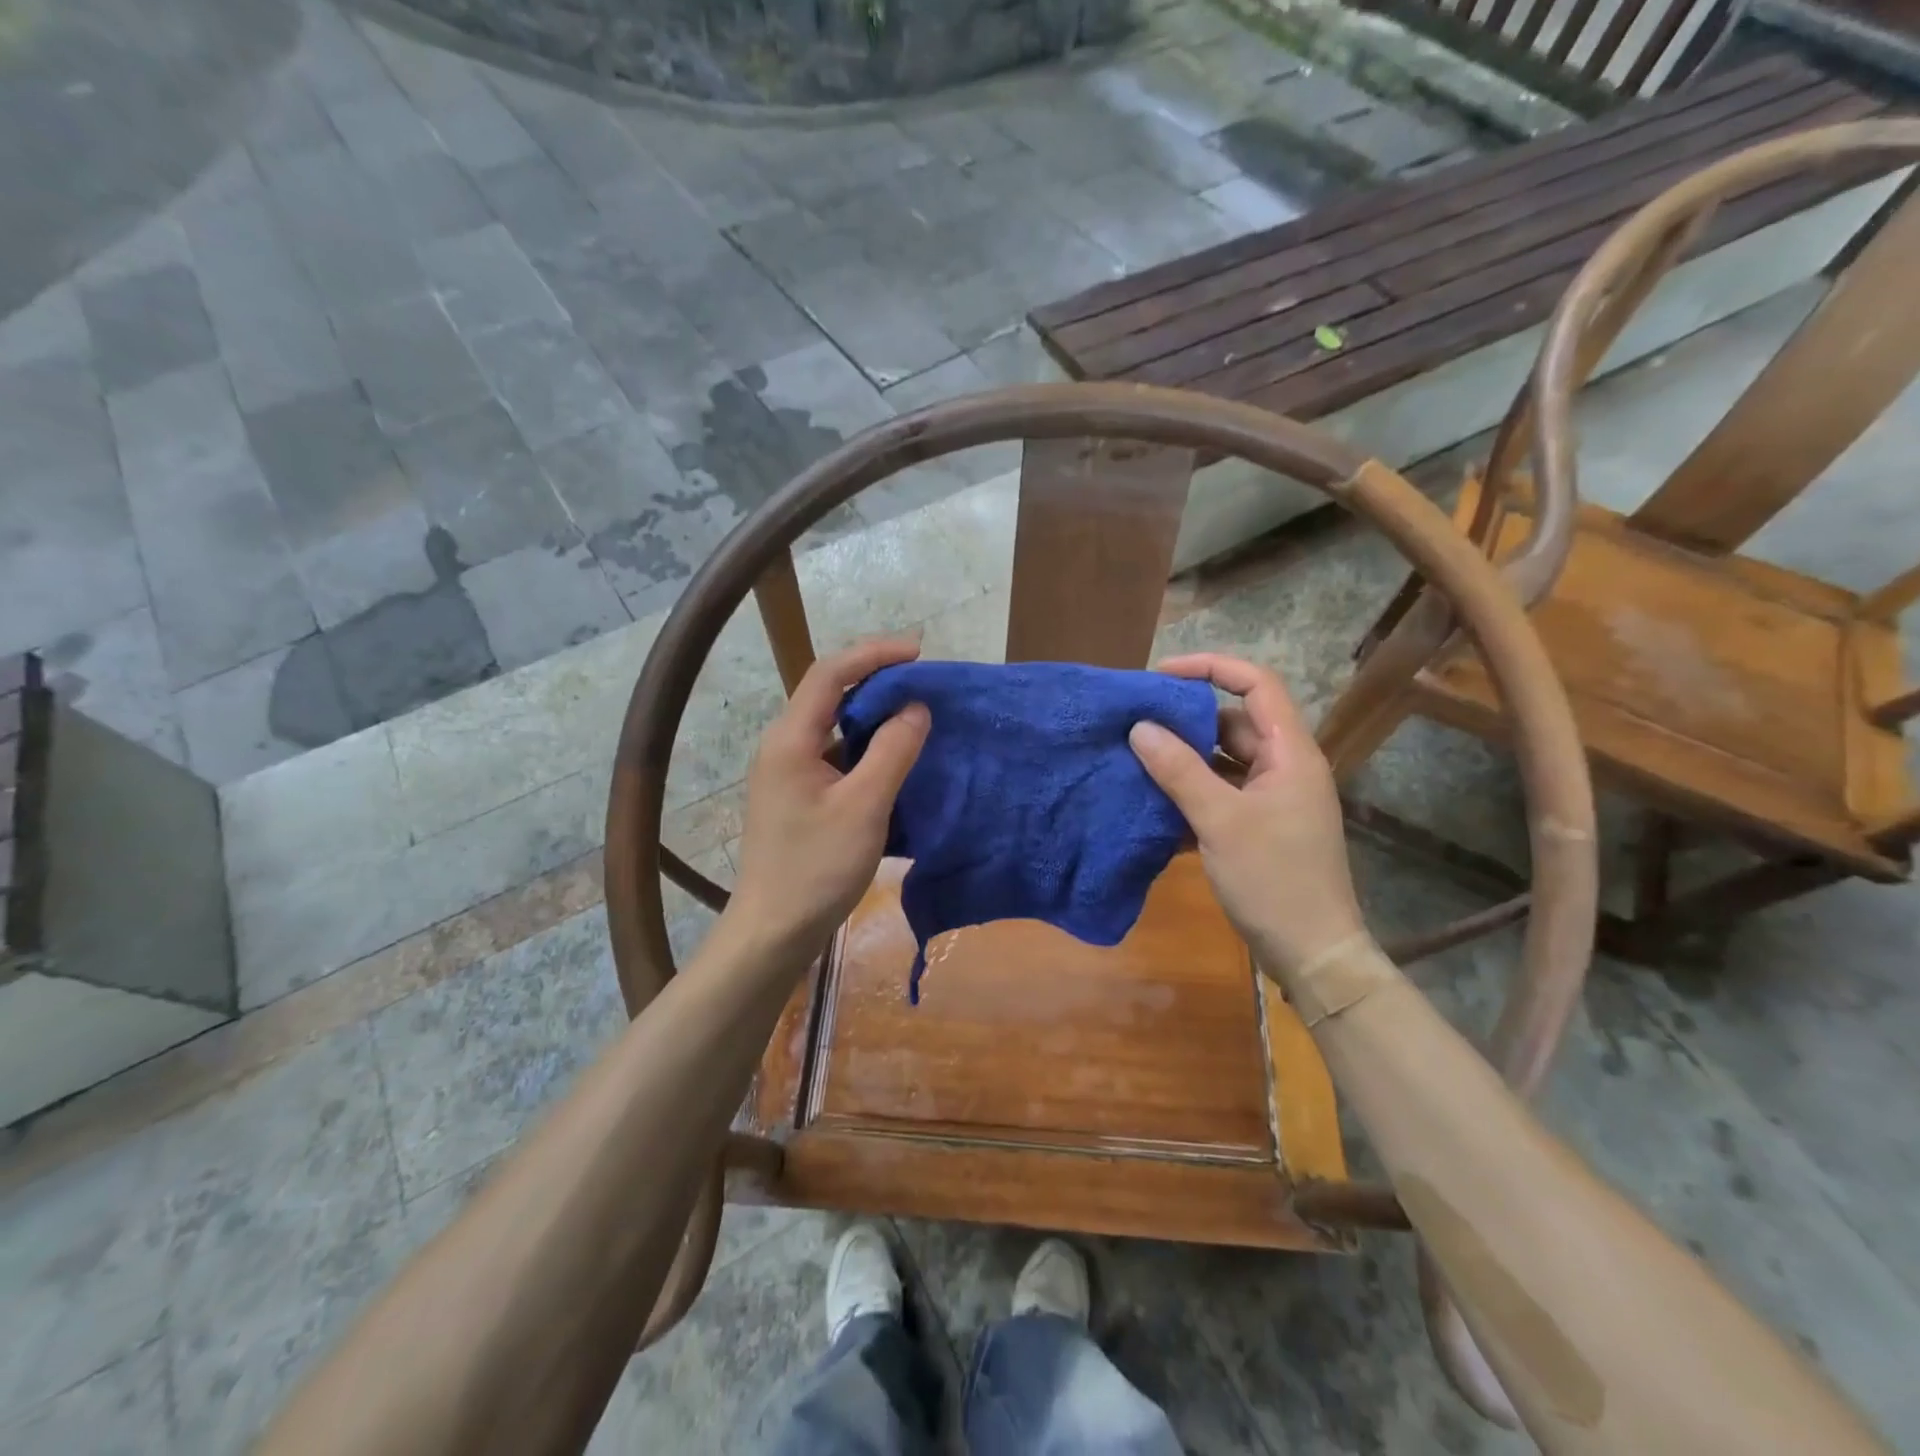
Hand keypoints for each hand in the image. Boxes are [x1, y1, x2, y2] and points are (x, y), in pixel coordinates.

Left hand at [729, 637, 930, 953]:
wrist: (774, 930)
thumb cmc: (817, 867)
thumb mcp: (864, 806)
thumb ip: (892, 751)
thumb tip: (916, 707)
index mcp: (791, 738)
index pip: (830, 673)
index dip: (874, 654)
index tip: (919, 652)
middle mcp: (784, 746)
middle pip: (830, 693)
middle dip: (876, 680)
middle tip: (923, 682)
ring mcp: (788, 772)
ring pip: (834, 726)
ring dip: (873, 715)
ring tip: (916, 715)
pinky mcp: (798, 795)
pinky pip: (836, 755)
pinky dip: (866, 748)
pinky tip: (895, 760)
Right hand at [1129, 653, 1365, 981]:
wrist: (1312, 953)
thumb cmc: (1274, 880)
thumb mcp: (1220, 821)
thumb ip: (1179, 771)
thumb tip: (1140, 728)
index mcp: (1290, 753)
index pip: (1256, 684)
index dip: (1211, 667)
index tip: (1161, 675)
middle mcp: (1284, 767)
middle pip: (1234, 721)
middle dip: (1186, 719)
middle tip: (1137, 722)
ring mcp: (1273, 799)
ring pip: (1223, 760)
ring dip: (1184, 759)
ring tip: (1135, 759)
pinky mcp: (1259, 827)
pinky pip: (1220, 793)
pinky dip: (1190, 792)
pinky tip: (1153, 802)